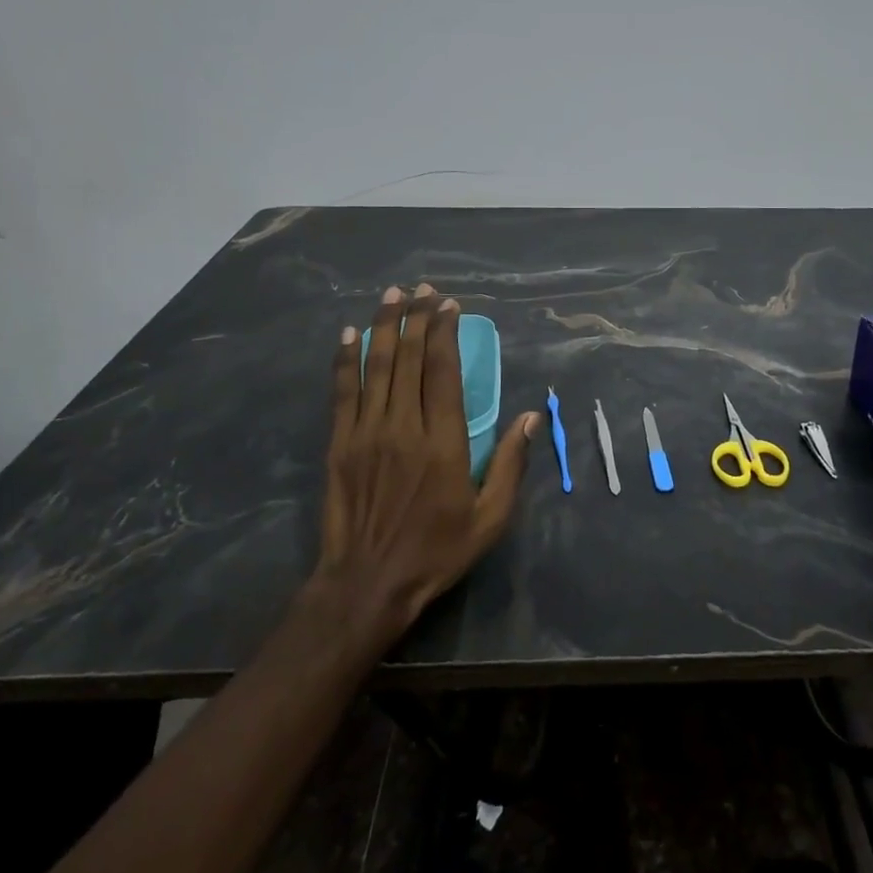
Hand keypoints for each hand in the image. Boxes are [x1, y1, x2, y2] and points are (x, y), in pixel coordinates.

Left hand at [312, 284, 538, 641]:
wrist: (368, 583)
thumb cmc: (436, 551)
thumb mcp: (490, 517)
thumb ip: (510, 464)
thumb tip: (532, 417)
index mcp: (443, 442)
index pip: (443, 372)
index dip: (445, 333)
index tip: (449, 306)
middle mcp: (403, 427)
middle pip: (408, 359)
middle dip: (416, 319)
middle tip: (422, 289)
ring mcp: (366, 433)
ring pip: (376, 367)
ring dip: (384, 327)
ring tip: (391, 296)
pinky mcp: (340, 444)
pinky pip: (343, 391)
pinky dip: (346, 360)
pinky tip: (350, 334)